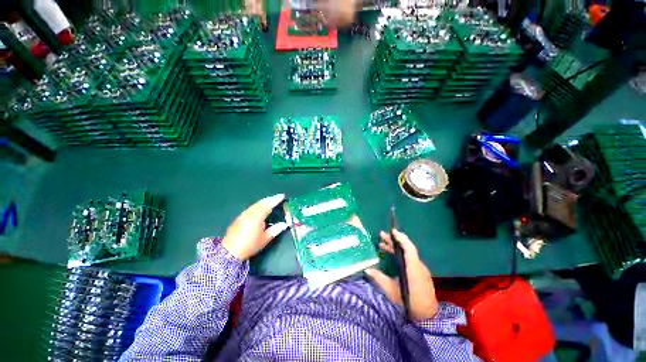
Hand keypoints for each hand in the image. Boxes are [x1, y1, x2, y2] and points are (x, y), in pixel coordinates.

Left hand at [221, 194, 288, 260]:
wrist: (229, 252)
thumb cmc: (250, 245)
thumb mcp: (265, 239)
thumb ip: (275, 230)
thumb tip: (285, 224)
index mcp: (257, 217)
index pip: (268, 205)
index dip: (276, 200)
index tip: (282, 196)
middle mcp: (250, 213)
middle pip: (261, 203)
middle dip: (270, 199)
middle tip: (278, 197)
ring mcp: (243, 215)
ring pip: (255, 204)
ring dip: (264, 201)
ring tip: (270, 201)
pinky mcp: (239, 218)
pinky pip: (251, 207)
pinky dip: (258, 205)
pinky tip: (260, 208)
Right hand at [365, 230, 438, 321]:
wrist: (427, 318)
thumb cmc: (409, 303)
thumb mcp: (392, 291)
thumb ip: (379, 278)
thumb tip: (367, 269)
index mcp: (413, 268)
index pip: (409, 248)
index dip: (401, 238)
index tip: (392, 231)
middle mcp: (418, 266)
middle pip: (407, 248)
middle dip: (394, 240)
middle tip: (381, 235)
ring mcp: (420, 270)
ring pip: (407, 253)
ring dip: (395, 247)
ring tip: (382, 244)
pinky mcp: (420, 273)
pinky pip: (409, 259)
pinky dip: (400, 254)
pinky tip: (391, 255)